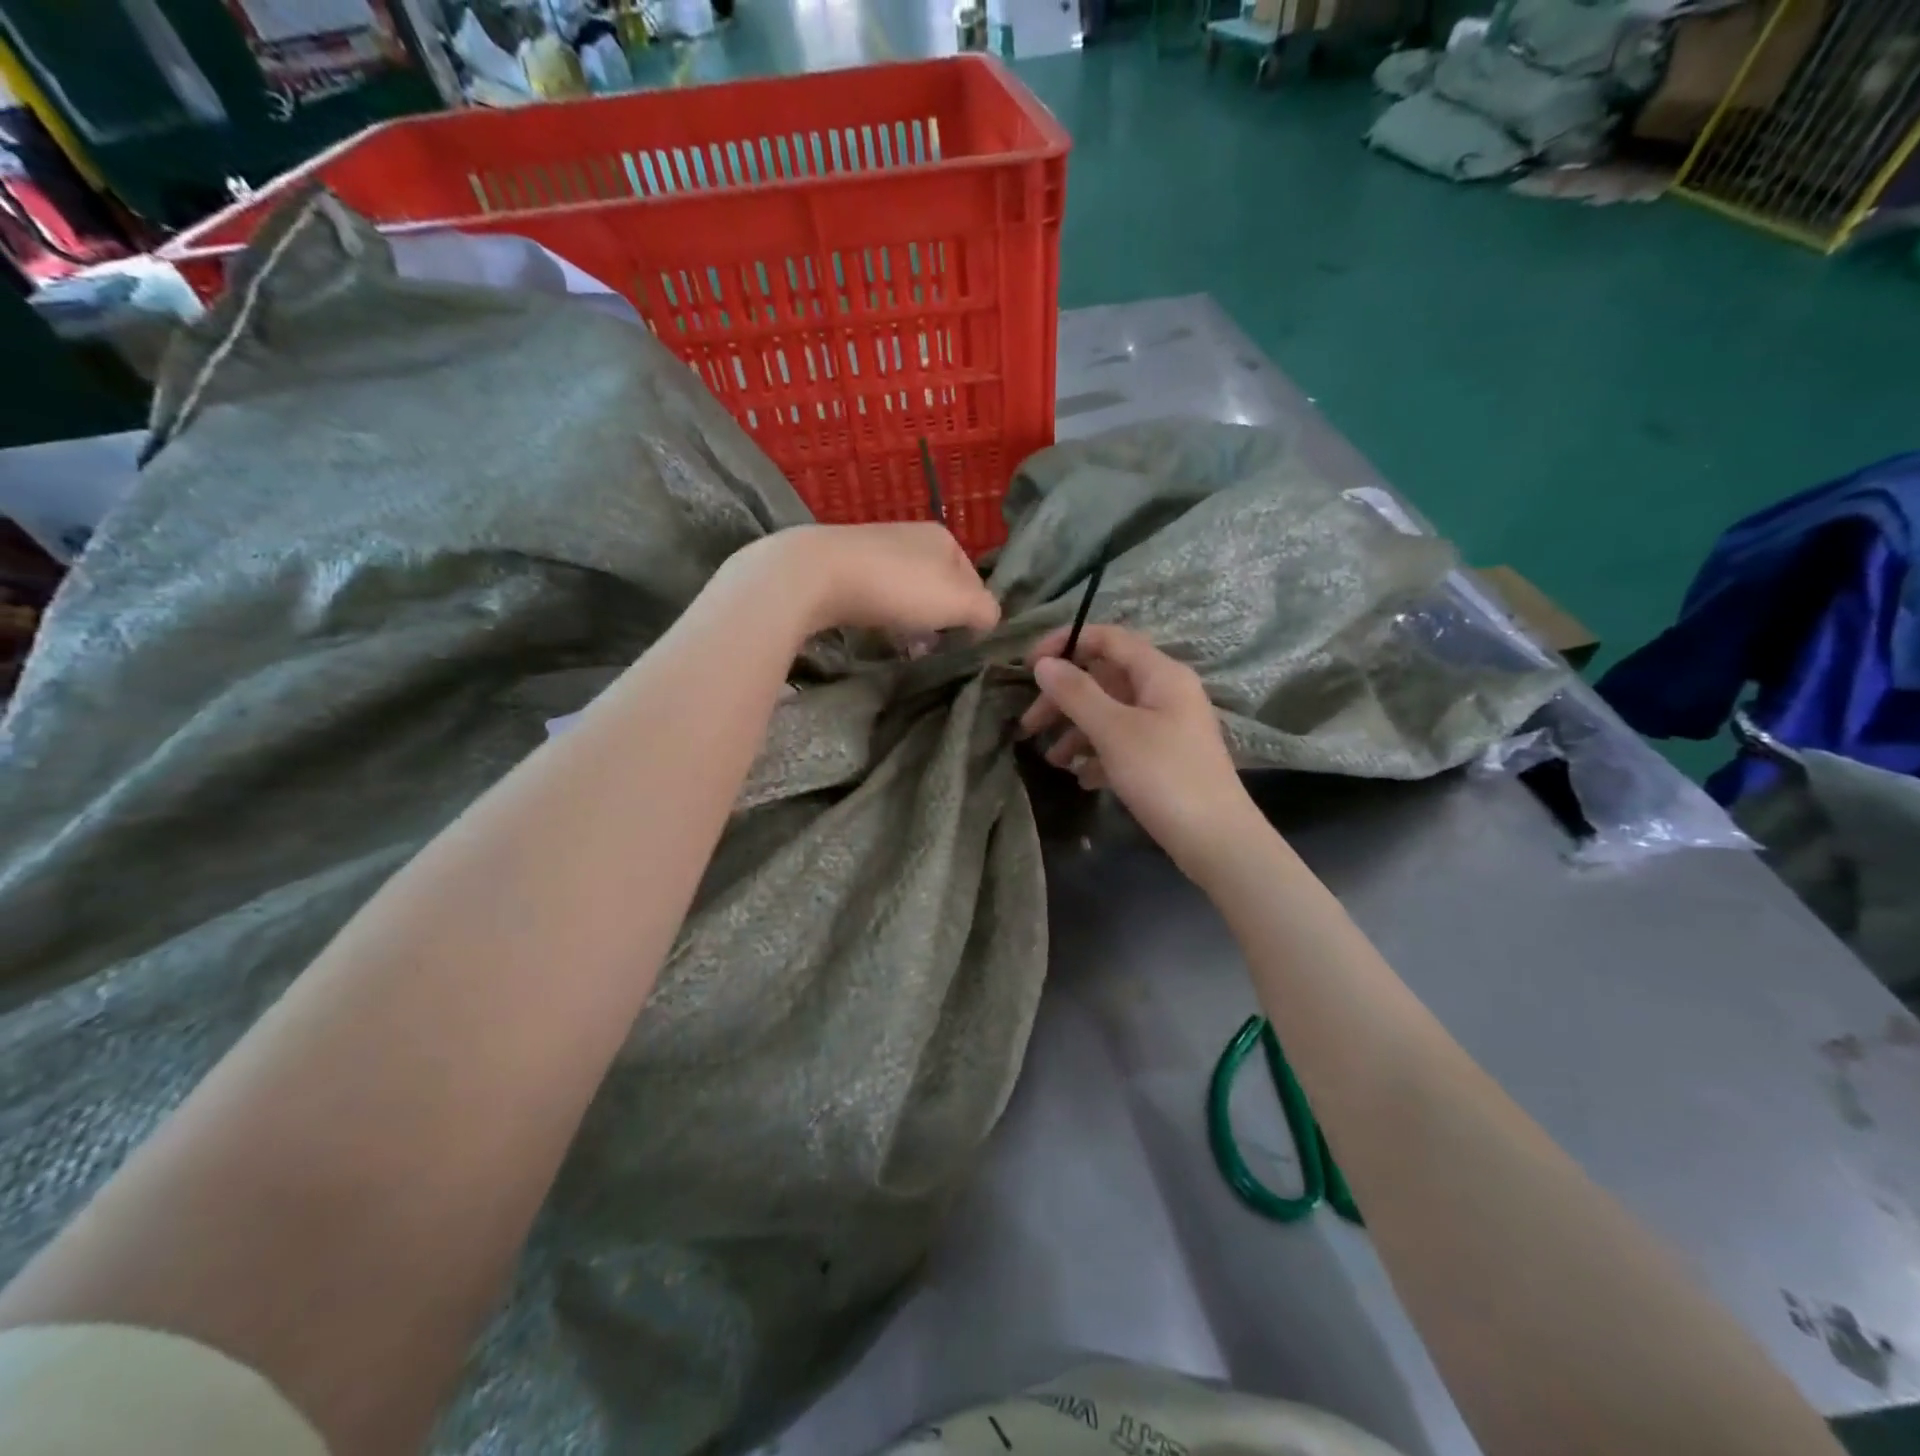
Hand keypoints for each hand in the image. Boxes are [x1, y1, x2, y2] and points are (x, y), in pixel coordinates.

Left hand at [737, 524, 1000, 638]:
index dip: (973, 612)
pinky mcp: (843, 565)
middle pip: (938, 586)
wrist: (817, 575)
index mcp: (943, 538)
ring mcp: (874, 548)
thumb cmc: (897, 587)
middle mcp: (910, 536)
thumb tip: (992, 619)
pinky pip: (875, 595)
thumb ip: (985, 610)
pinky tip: (873, 631)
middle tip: (932, 646)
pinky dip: (881, 614)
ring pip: (906, 592)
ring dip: (910, 620)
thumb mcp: (957, 602)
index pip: (973, 579)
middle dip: (939, 618)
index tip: (963, 640)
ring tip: (904, 645)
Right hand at [1020, 624, 1259, 872]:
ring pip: (1110, 714)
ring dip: (1076, 731)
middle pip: (1104, 679)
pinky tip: (1081, 778)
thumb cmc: (1164, 776)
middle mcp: (1165, 692)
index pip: (1108, 639)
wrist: (1216, 841)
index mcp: (1160, 674)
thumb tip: (1043, 663)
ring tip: (1053, 760)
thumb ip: (1076, 693)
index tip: (1027, 666)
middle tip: (1028, 725)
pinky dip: (1098, 755)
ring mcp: (1166, 726)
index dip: (1065, 644)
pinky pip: (1122, 744)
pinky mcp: (1164, 758)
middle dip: (1064, 699)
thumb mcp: (1114, 731)